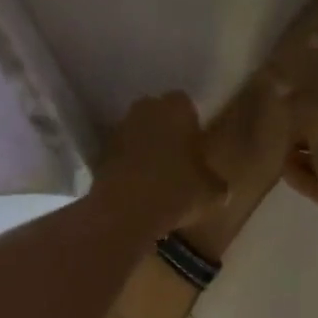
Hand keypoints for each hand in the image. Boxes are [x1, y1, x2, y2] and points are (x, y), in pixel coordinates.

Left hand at [92, 91, 227, 234]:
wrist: (125, 213)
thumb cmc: (177, 192)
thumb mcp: (212, 193)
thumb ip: (216, 183)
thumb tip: (218, 187)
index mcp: (176, 108)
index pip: (186, 104)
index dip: (192, 124)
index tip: (196, 147)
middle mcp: (145, 109)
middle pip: (158, 114)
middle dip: (167, 131)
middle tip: (179, 159)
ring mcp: (119, 129)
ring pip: (138, 132)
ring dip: (146, 147)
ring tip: (158, 176)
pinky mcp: (100, 153)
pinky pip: (121, 154)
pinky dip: (129, 165)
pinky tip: (139, 188)